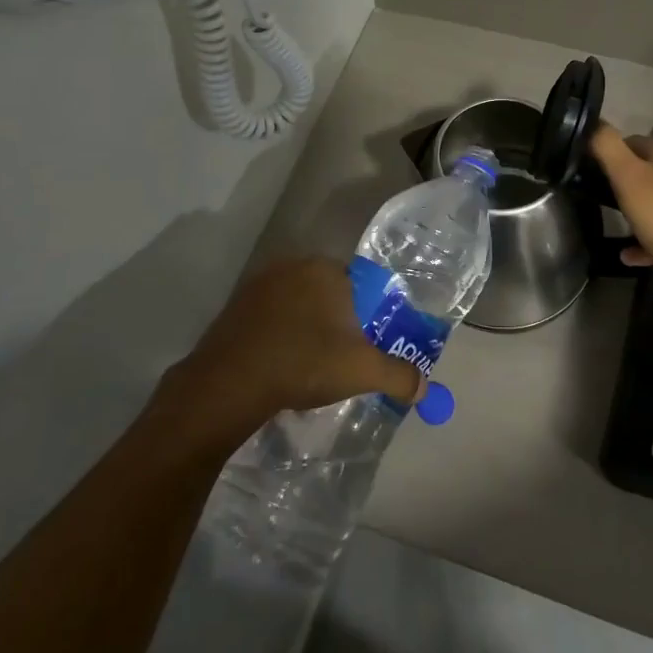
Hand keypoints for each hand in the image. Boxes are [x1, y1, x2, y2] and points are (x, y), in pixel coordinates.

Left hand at [169, 258, 424, 438]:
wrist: (228, 384)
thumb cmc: (303, 364)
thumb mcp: (362, 371)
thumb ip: (399, 375)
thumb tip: (424, 387)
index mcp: (326, 269)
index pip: (360, 285)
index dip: (367, 316)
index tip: (364, 345)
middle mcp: (293, 265)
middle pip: (329, 293)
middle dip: (337, 322)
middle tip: (340, 358)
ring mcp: (259, 283)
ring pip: (298, 303)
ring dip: (306, 327)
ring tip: (309, 364)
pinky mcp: (234, 305)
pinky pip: (270, 315)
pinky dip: (279, 333)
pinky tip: (279, 363)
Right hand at [590, 124, 652, 281]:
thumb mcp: (627, 175)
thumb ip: (607, 146)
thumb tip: (592, 123)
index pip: (629, 141)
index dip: (608, 152)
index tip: (589, 168)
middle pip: (644, 170)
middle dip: (623, 180)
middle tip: (599, 195)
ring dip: (635, 210)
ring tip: (613, 223)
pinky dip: (646, 239)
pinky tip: (628, 254)